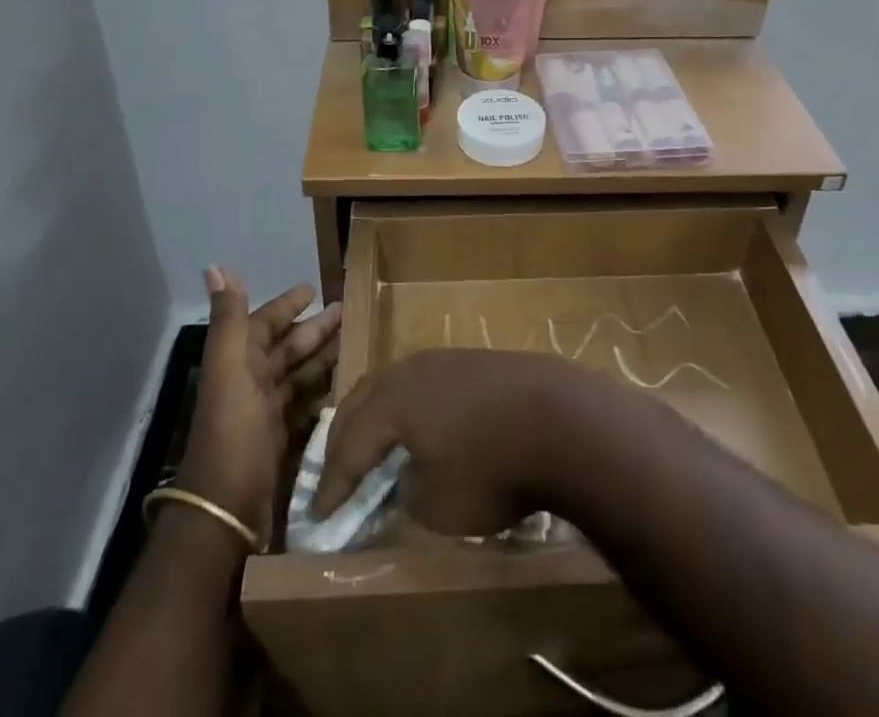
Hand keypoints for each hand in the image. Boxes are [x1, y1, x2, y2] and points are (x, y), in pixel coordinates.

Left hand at [177, 268, 340, 538]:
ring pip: (301, 379)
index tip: (314, 288)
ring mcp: (268, 421)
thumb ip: (228, 321)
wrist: (226, 522)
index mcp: (238, 368)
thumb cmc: (232, 439)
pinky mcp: (285, 450)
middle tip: (350, 312)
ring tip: (359, 344)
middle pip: (287, 350)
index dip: (286, 305)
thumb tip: (215, 266)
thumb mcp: (230, 373)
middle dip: (315, 329)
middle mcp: (251, 389)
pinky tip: (352, 389)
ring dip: (325, 359)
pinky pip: (310, 411)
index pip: (264, 325)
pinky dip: (327, 396)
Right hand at [313, 350, 578, 536]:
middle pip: (363, 400)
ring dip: (376, 415)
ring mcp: (444, 359)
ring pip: (392, 383)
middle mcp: (410, 371)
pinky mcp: (473, 360)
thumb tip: (399, 483)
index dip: (331, 486)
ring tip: (372, 446)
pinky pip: (422, 381)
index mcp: (392, 403)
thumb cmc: (493, 468)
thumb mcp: (438, 505)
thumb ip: (405, 495)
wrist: (562, 419)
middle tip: (335, 475)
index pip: (348, 446)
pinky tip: (420, 426)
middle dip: (343, 438)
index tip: (316, 517)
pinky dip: (408, 406)